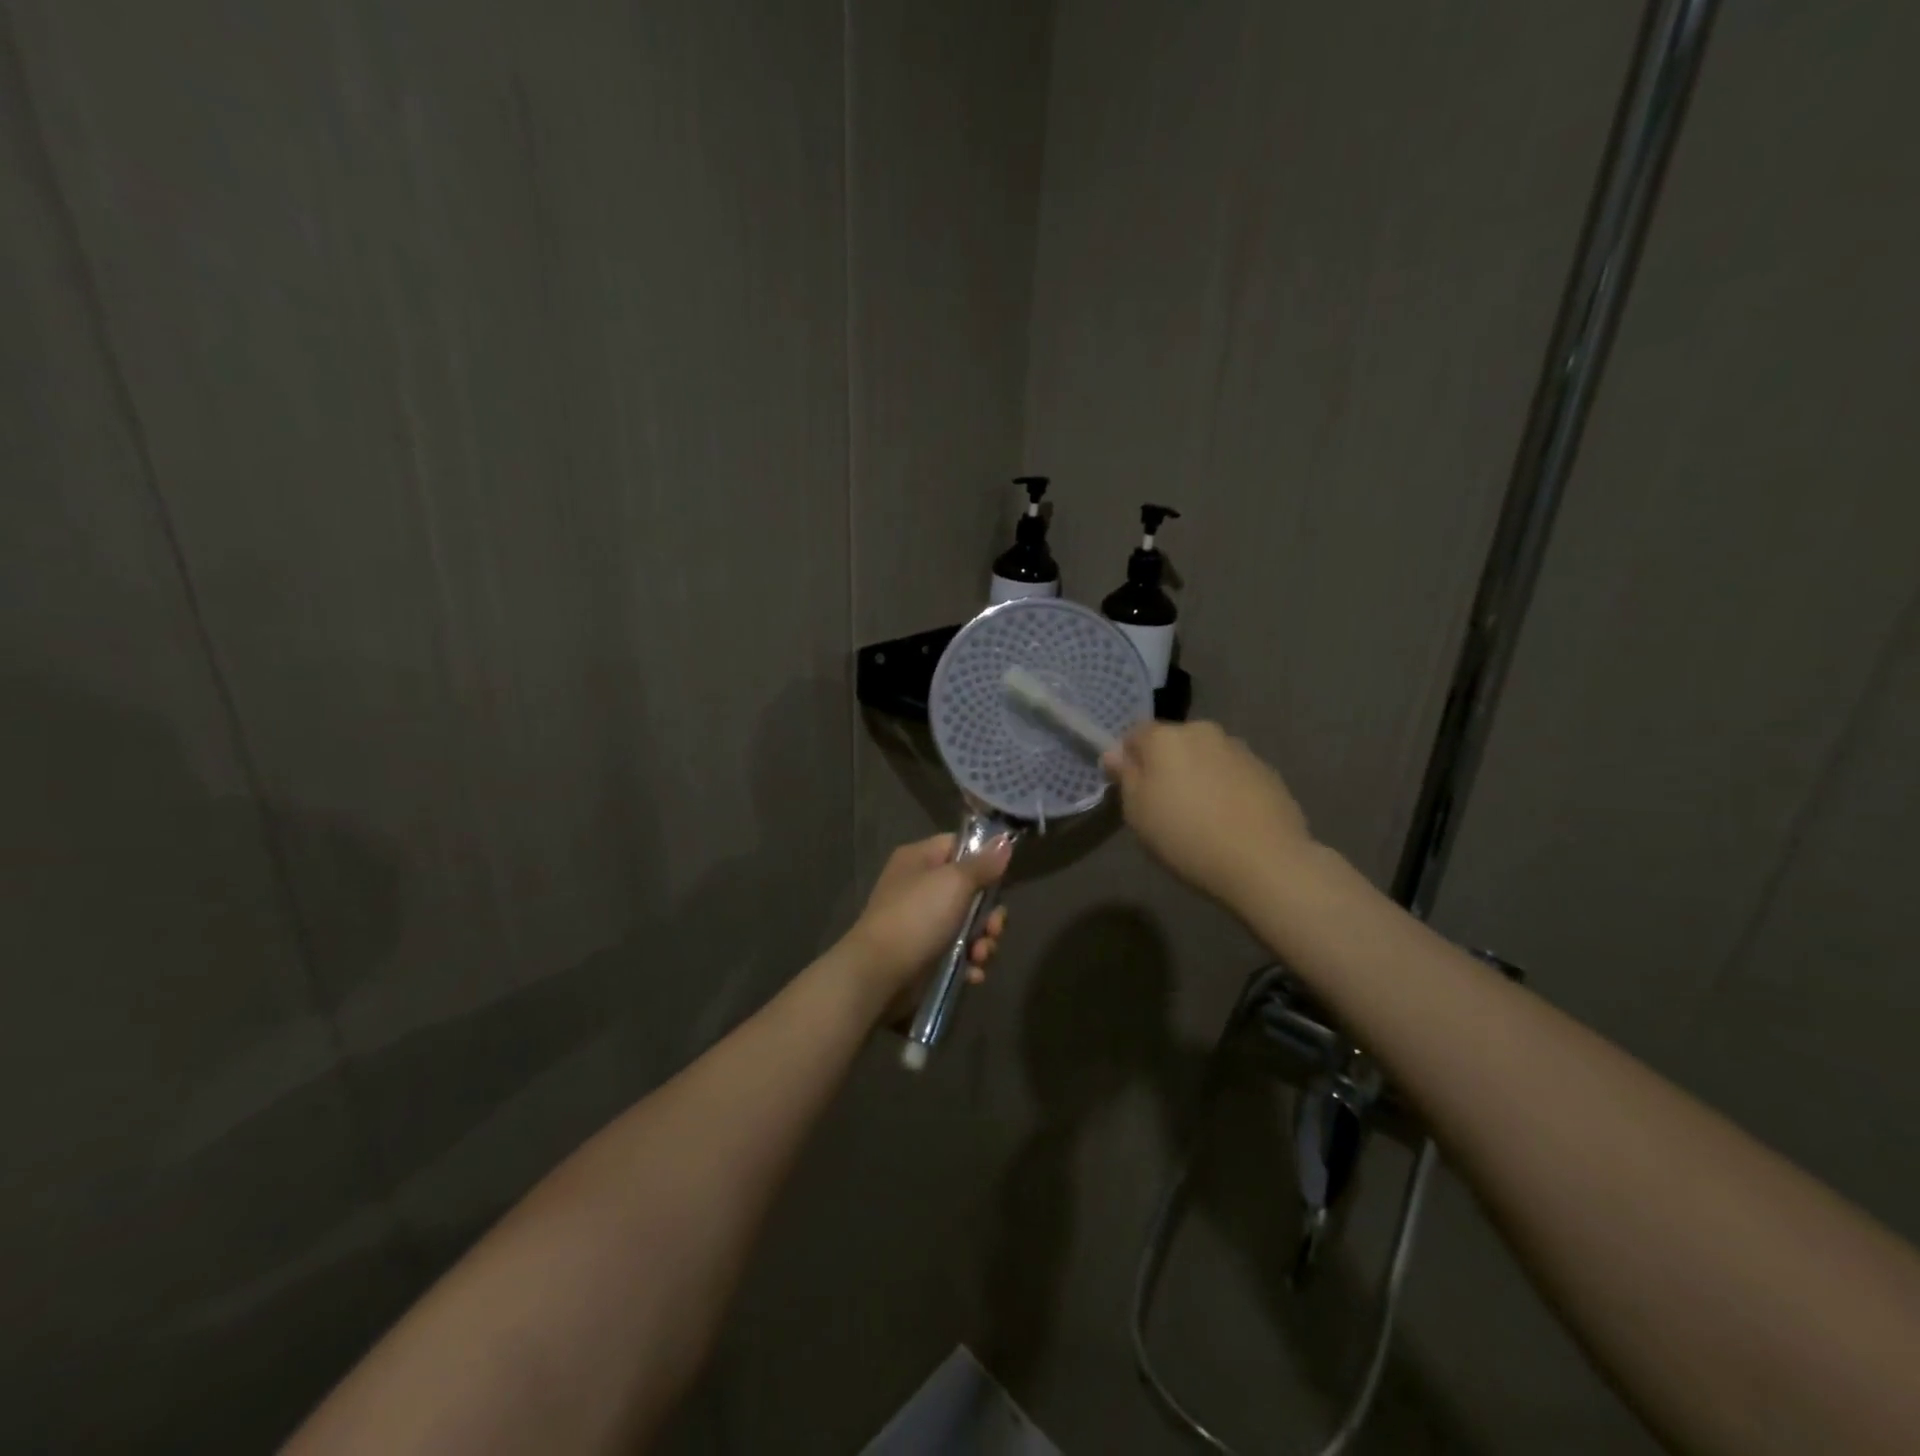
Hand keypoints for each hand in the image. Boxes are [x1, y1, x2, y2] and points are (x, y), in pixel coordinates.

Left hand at [842, 834, 1011, 1012]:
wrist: (879, 974)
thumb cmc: (917, 917)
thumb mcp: (954, 883)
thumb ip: (983, 864)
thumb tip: (1004, 841)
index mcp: (919, 859)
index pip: (958, 846)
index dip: (983, 860)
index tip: (1002, 877)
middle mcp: (919, 887)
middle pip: (970, 891)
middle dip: (989, 914)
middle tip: (993, 928)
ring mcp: (921, 923)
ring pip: (968, 925)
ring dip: (982, 942)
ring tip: (980, 956)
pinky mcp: (925, 955)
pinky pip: (957, 952)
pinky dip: (968, 962)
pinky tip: (973, 973)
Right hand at [1101, 720, 1312, 906]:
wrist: (1264, 861)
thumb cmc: (1185, 836)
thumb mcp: (1137, 813)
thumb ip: (1125, 776)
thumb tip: (1114, 754)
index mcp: (1165, 737)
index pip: (1134, 734)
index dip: (1129, 758)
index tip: (1132, 789)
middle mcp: (1203, 732)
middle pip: (1173, 742)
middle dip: (1166, 765)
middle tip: (1165, 805)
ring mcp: (1239, 749)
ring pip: (1206, 757)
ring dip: (1198, 775)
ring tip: (1202, 816)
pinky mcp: (1267, 771)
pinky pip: (1233, 774)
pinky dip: (1226, 788)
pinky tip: (1229, 821)